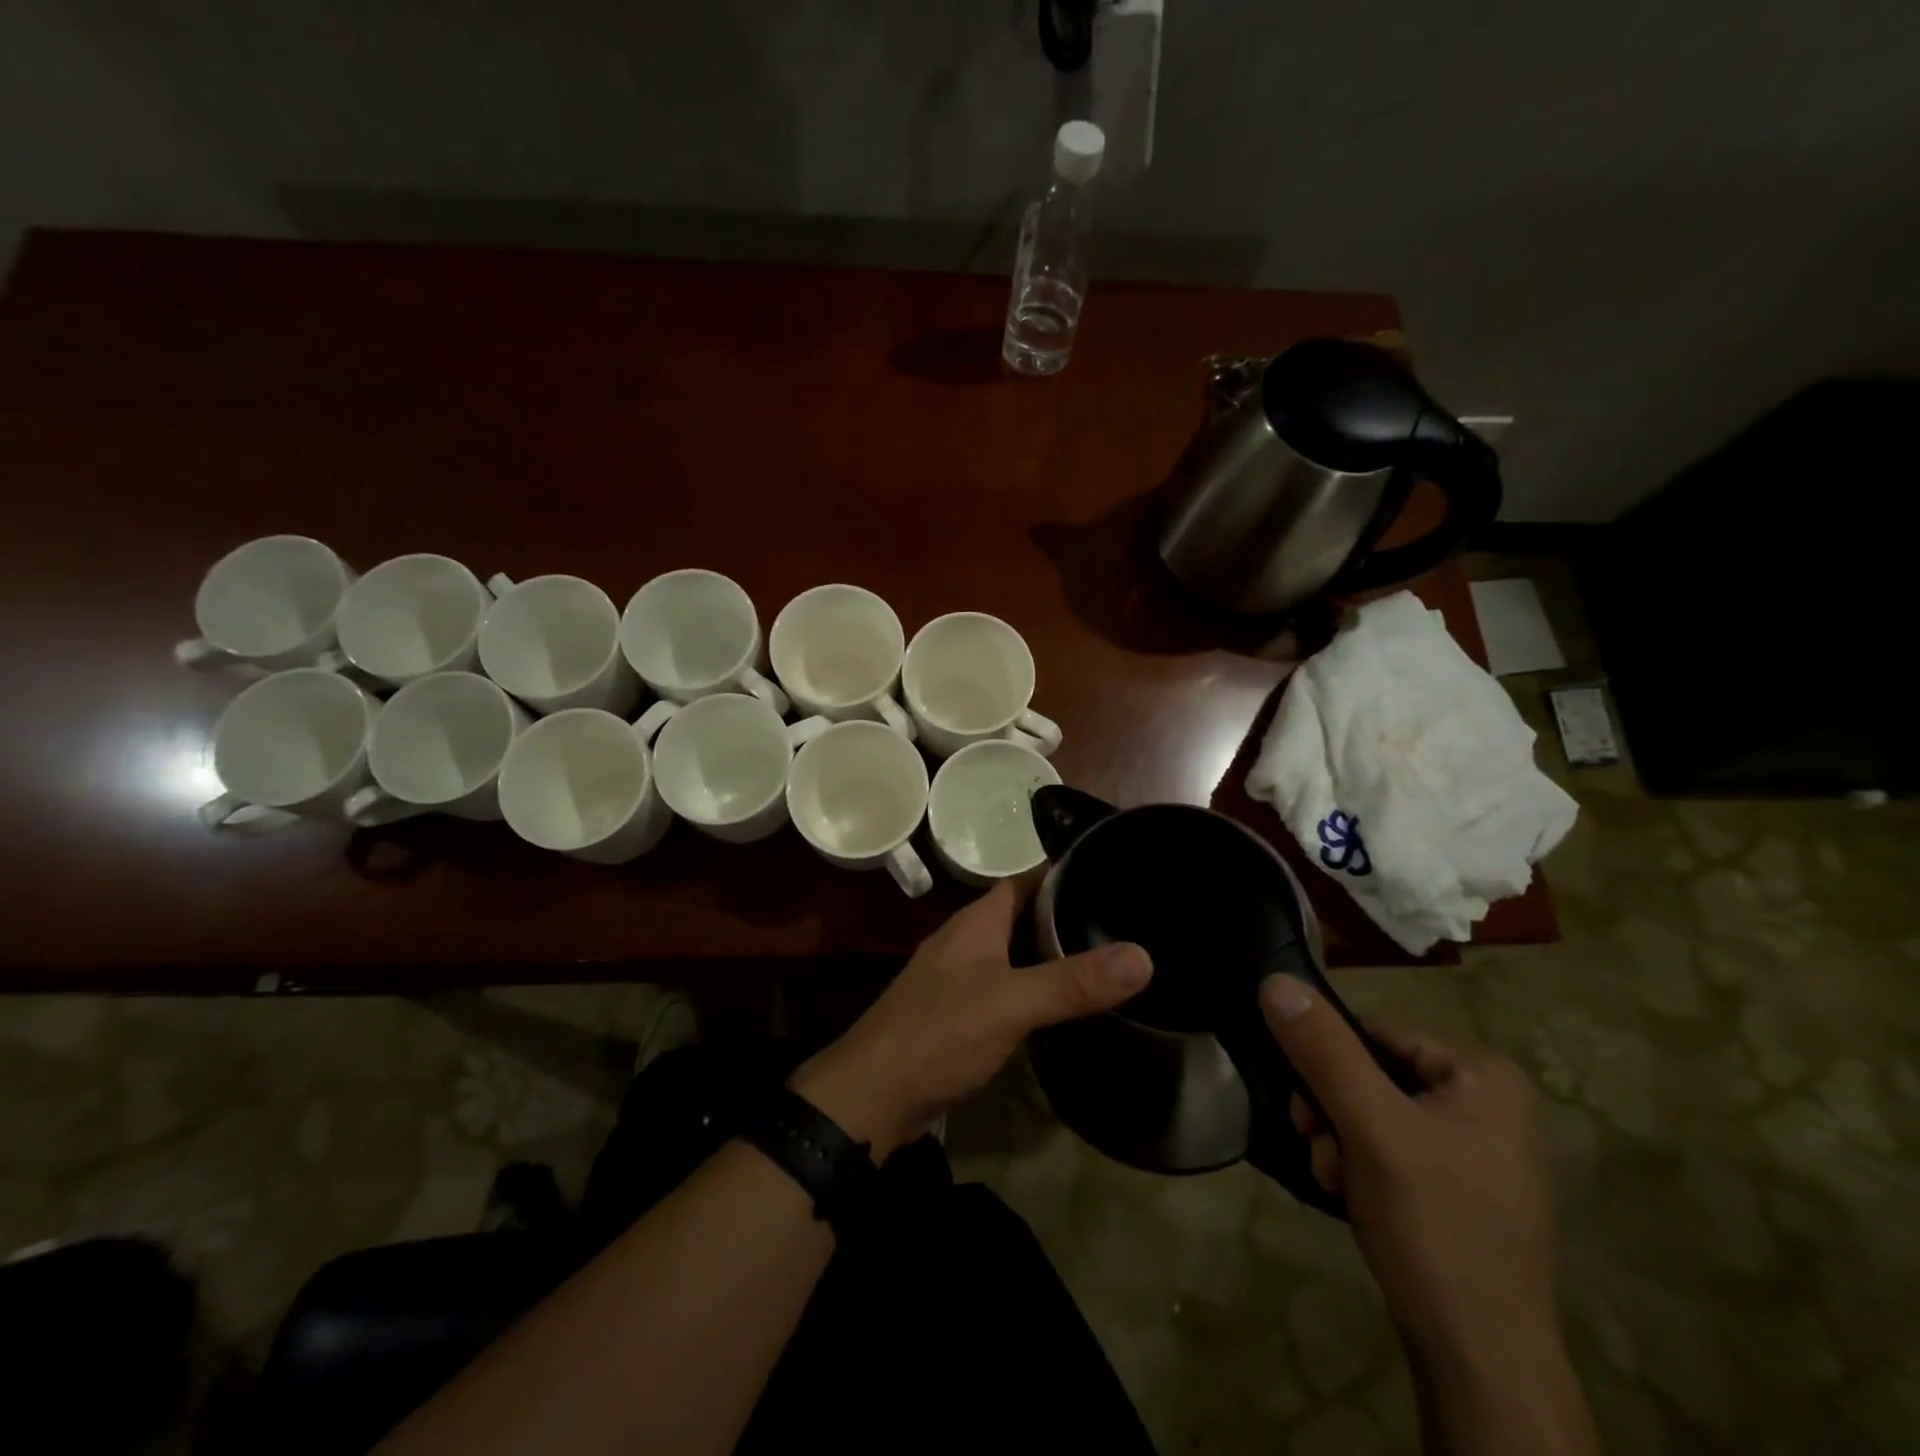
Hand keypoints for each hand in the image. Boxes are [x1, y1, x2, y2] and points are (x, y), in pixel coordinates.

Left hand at [793, 879, 1151, 1160]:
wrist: (871, 1095)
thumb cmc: (938, 1033)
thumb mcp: (1010, 1003)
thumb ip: (1072, 981)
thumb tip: (1143, 956)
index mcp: (977, 922)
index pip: (1027, 880)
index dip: (1066, 873)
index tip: (1114, 875)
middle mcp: (967, 941)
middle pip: (1024, 916)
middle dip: (1067, 916)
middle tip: (1124, 925)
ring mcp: (959, 978)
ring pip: (1015, 954)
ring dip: (1051, 955)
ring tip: (1106, 963)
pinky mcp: (958, 1014)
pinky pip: (1005, 988)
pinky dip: (1034, 990)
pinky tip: (1063, 1008)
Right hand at [1260, 977, 1592, 1455]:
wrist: (1481, 1362)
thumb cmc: (1434, 1226)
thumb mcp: (1371, 1128)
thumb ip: (1323, 1051)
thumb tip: (1274, 981)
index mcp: (1483, 1075)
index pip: (1374, 1033)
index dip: (1328, 1064)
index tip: (1305, 1111)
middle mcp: (1486, 1101)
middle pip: (1371, 1073)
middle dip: (1332, 1111)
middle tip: (1320, 1151)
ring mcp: (1474, 1147)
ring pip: (1373, 1111)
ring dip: (1339, 1140)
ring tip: (1337, 1181)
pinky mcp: (1458, 1186)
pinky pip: (1389, 1146)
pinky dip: (1360, 1165)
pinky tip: (1354, 1197)